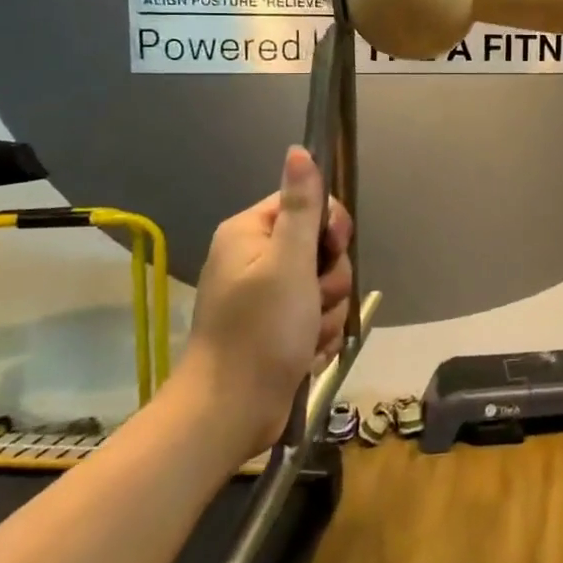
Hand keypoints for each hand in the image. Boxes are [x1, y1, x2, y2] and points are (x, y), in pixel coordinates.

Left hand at [174, 146, 352, 461]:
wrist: (232, 412)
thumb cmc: (261, 331)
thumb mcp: (288, 262)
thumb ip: (301, 206)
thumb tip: (299, 150)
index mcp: (251, 233)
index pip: (308, 203)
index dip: (329, 227)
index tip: (330, 252)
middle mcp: (257, 258)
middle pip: (322, 247)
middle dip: (330, 279)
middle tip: (313, 301)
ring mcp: (268, 295)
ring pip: (326, 285)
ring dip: (327, 311)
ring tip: (307, 334)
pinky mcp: (279, 326)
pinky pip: (319, 315)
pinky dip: (319, 333)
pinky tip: (305, 351)